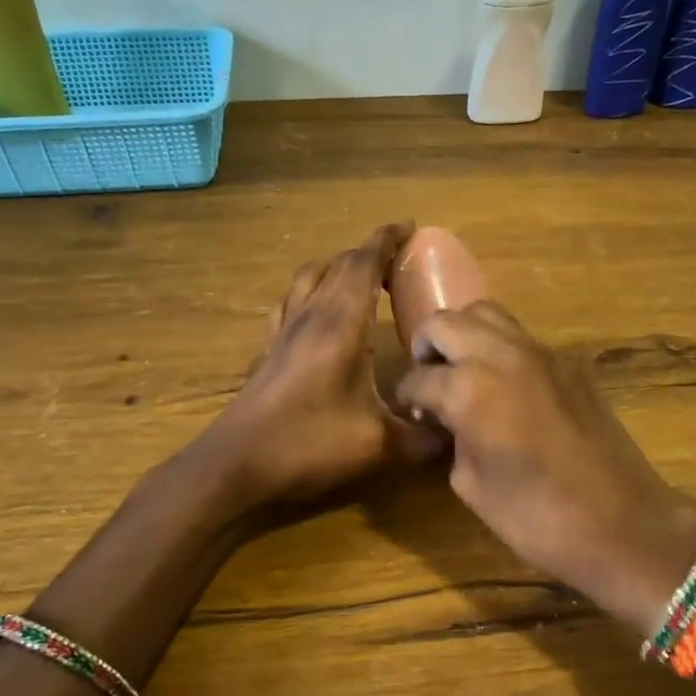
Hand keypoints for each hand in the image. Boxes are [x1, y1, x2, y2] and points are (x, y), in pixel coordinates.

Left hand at [199, 222, 443, 508]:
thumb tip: (459, 433)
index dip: (387, 240)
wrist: (236, 468)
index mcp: (340, 324)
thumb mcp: (380, 446)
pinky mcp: (267, 353)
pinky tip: (317, 318)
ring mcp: (281, 333)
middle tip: (396, 264)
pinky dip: (309, 295)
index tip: (411, 227)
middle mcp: (308, 317)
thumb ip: (425, 437)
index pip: (363, 263)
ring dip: (334, 270)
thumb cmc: (309, 446)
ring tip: (358, 283)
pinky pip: (288, 305)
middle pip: (335, 265)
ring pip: (306, 279)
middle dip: (367, 254)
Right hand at [396, 303, 695, 634]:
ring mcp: (542, 353)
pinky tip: (503, 387)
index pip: (419, 377)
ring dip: (464, 336)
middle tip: (429, 382)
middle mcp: (503, 355)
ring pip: (487, 315)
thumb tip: (448, 420)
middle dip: (428, 348)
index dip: (407, 396)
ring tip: (463, 372)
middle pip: (447, 323)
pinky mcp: (570, 363)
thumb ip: (452, 438)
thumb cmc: (537, 517)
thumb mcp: (471, 485)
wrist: (623, 523)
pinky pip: (522, 338)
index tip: (408, 412)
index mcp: (471, 389)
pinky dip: (500, 349)